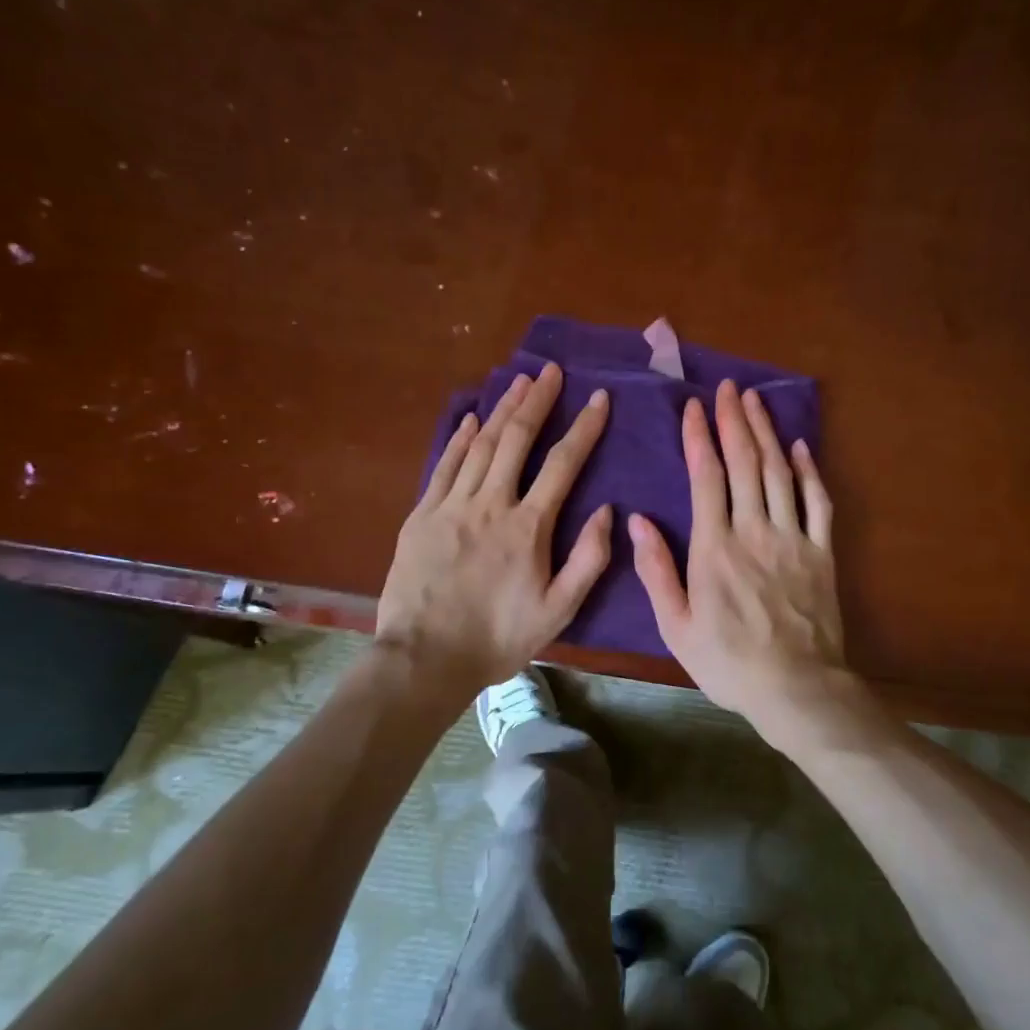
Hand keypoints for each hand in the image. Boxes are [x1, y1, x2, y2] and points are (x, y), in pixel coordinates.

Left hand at [377, 363, 612, 697]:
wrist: (425, 659)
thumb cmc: (498, 639)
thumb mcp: (558, 611)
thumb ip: (588, 560)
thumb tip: (609, 512)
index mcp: (528, 527)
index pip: (563, 464)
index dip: (584, 428)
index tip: (599, 399)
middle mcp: (490, 504)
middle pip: (517, 439)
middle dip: (538, 401)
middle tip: (551, 371)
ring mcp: (451, 506)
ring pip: (481, 444)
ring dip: (502, 409)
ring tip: (519, 381)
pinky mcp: (421, 515)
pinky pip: (444, 465)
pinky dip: (460, 438)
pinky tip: (472, 418)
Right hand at [630, 379, 844, 731]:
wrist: (796, 688)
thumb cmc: (728, 662)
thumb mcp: (675, 626)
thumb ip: (656, 570)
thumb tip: (637, 520)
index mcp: (714, 547)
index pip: (706, 477)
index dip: (699, 437)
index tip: (693, 407)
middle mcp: (754, 530)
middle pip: (744, 463)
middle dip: (733, 421)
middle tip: (727, 388)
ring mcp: (793, 538)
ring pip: (779, 472)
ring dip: (766, 433)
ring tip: (755, 401)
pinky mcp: (822, 552)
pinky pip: (818, 502)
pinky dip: (809, 470)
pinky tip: (800, 447)